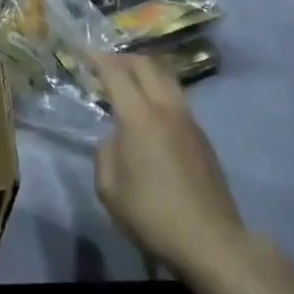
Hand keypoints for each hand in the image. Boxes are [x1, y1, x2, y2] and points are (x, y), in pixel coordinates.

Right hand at [93, 53, 269, 281]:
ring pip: (167, 78)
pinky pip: (177, 99)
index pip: (116, 73)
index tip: (84, 53)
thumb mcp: (109, 188)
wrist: (210, 240)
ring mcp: (189, 121)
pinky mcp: (202, 137)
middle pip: (146, 65)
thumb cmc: (151, 214)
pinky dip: (159, 91)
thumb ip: (105, 153)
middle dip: (123, 59)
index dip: (98, 59)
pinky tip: (150, 112)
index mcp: (139, 117)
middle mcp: (166, 109)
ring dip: (145, 72)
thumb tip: (115, 139)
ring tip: (128, 82)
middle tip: (104, 64)